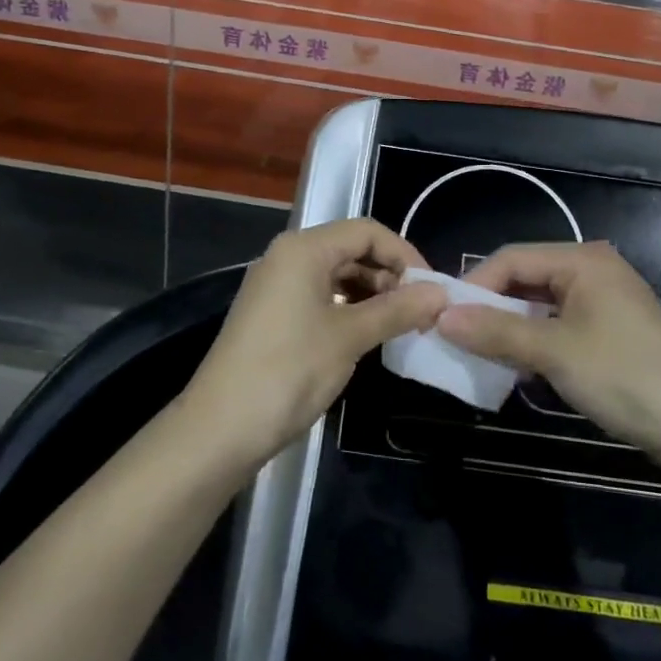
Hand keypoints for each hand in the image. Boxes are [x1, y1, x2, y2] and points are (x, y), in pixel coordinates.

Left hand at [182, 218, 447, 470]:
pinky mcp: (271, 312)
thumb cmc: (289, 371)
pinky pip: (319, 294)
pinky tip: (367, 333)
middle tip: (420, 310)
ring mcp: (276, 284)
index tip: (432, 289)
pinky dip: (347, 307)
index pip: (366, 231)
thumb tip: (440, 294)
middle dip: (389, 274)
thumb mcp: (349, 337)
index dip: (404, 254)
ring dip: (371, 293)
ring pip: (336, 273)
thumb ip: (397, 309)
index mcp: (304, 248)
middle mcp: (287, 256)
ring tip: (399, 324)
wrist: (220, 429)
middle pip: (350, 248)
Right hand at [442, 241, 660, 475]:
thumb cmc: (628, 378)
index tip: (441, 318)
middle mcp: (591, 271)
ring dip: (509, 329)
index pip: (511, 259)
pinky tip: (516, 367)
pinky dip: (534, 343)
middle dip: (489, 308)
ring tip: (479, 355)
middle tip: (455, 338)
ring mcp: (603, 302)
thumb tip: (440, 317)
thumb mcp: (556, 354)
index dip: (474, 286)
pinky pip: (558, 326)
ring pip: (539, 306)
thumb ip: (496, 333)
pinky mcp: (610, 333)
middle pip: (525, 279)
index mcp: (581, 260)